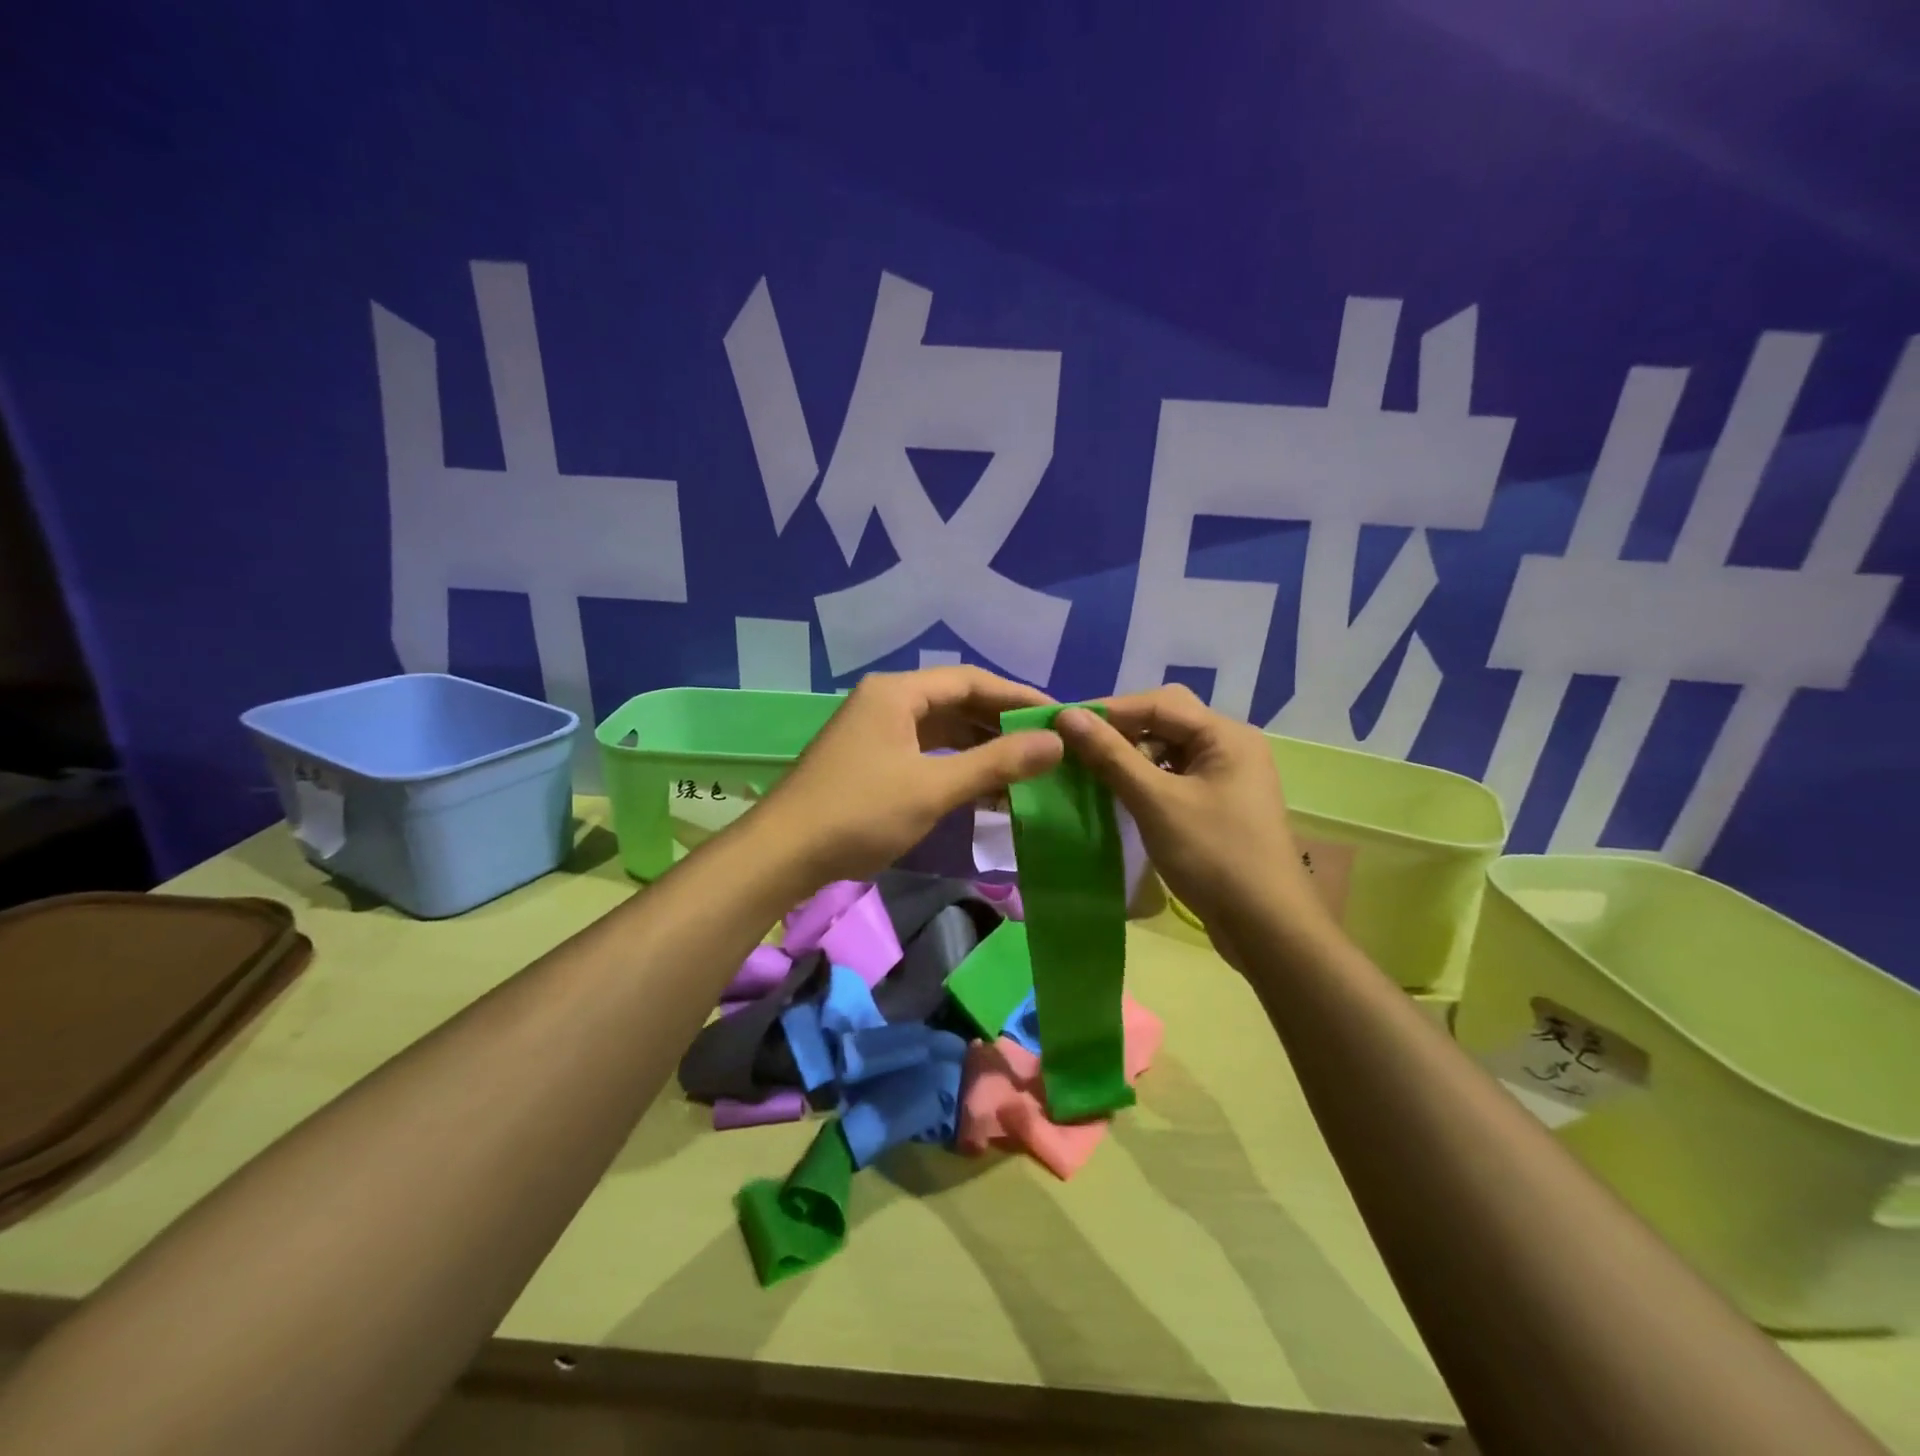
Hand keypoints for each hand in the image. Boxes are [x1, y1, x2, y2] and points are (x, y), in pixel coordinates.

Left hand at [755, 667, 1064, 883]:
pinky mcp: (872, 760)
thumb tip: (1055, 742)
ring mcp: (876, 732)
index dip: (1017, 697)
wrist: (783, 854)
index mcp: (897, 692)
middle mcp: (887, 701)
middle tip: (1048, 743)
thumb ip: (996, 763)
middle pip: (956, 702)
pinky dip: (956, 765)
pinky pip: (926, 752)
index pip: (971, 681)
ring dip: (981, 747)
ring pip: (942, 730)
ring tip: (1026, 767)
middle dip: (1001, 723)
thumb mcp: (933, 787)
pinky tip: (985, 787)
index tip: (1059, 715)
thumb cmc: (860, 812)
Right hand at [1054, 685, 1330, 954]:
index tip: (1063, 725)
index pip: (1159, 703)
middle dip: (1122, 732)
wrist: (1267, 927)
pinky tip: (1121, 796)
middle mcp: (1231, 746)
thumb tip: (1067, 715)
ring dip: (1131, 758)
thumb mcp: (1156, 801)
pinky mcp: (1220, 806)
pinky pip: (1175, 777)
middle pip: (1167, 722)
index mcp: (1226, 735)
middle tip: (1078, 749)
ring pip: (1169, 750)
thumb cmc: (1213, 856)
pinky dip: (1146, 780)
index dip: (1110, 711)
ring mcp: (1228, 778)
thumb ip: (1111, 755)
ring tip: (1093, 774)